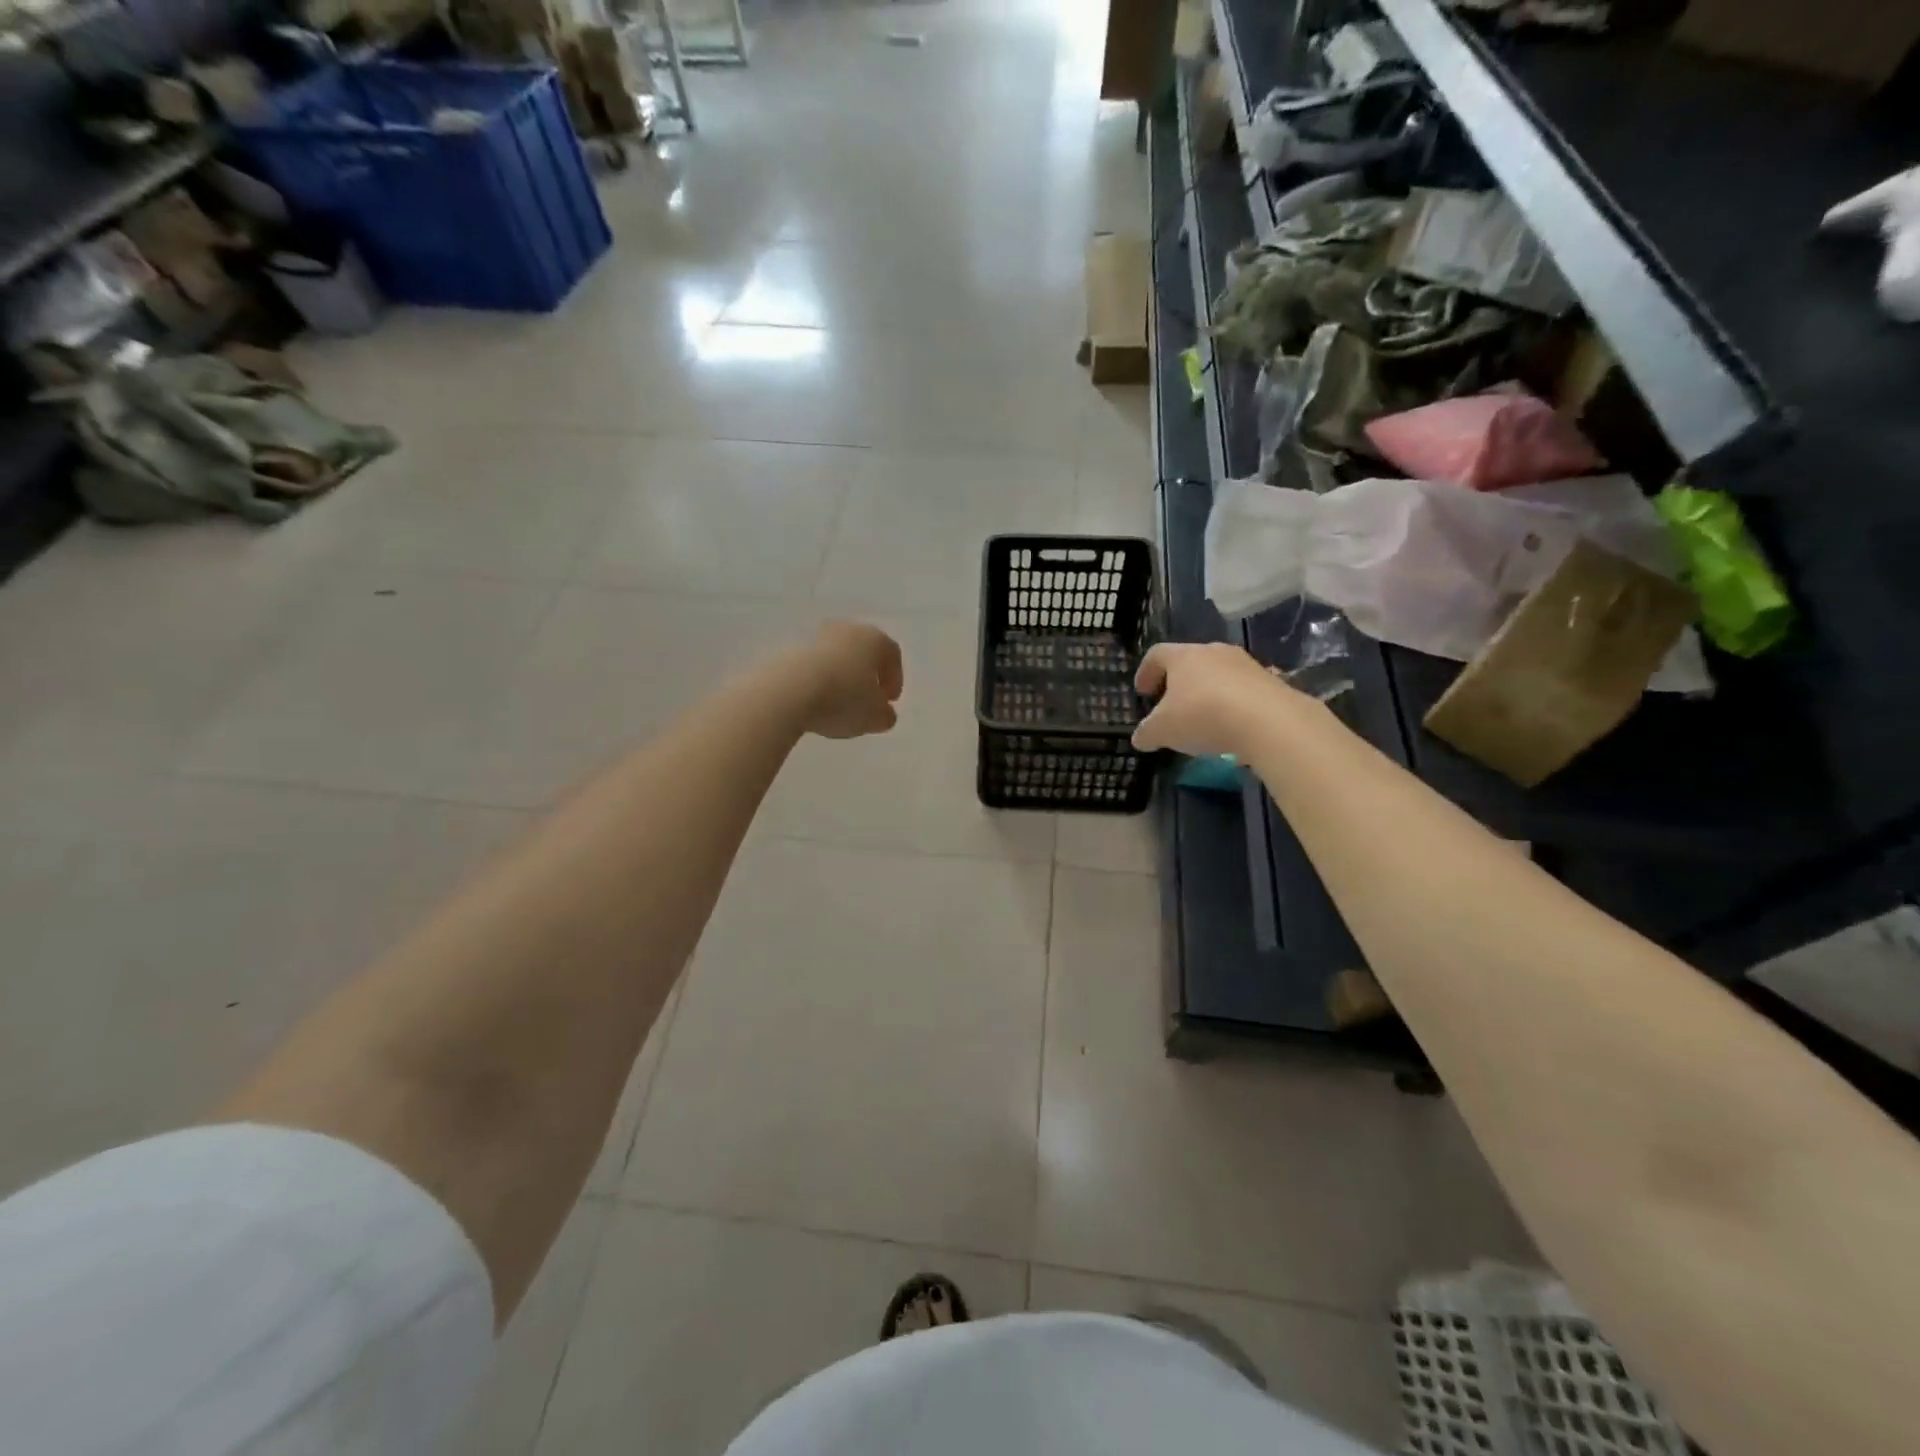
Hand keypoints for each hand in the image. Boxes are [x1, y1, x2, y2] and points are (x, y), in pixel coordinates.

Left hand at [794, 621, 903, 738]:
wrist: (789, 692)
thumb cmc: (845, 699)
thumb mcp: (876, 717)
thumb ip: (886, 715)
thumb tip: (883, 713)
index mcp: (874, 639)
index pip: (892, 654)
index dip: (895, 679)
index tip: (889, 701)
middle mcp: (847, 631)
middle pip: (863, 651)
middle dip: (867, 675)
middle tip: (867, 700)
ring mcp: (816, 638)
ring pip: (837, 658)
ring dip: (841, 678)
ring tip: (839, 705)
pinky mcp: (790, 651)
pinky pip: (813, 668)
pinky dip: (819, 682)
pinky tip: (816, 704)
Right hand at [1131, 641, 1292, 757]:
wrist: (1269, 721)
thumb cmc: (1203, 716)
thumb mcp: (1162, 731)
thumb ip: (1147, 733)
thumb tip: (1141, 738)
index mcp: (1183, 656)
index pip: (1157, 654)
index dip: (1146, 672)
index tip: (1142, 692)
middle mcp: (1214, 651)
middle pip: (1189, 661)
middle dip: (1177, 683)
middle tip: (1171, 706)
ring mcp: (1245, 664)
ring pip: (1218, 675)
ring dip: (1207, 693)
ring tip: (1203, 719)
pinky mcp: (1270, 681)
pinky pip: (1242, 690)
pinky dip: (1232, 705)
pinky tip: (1231, 727)